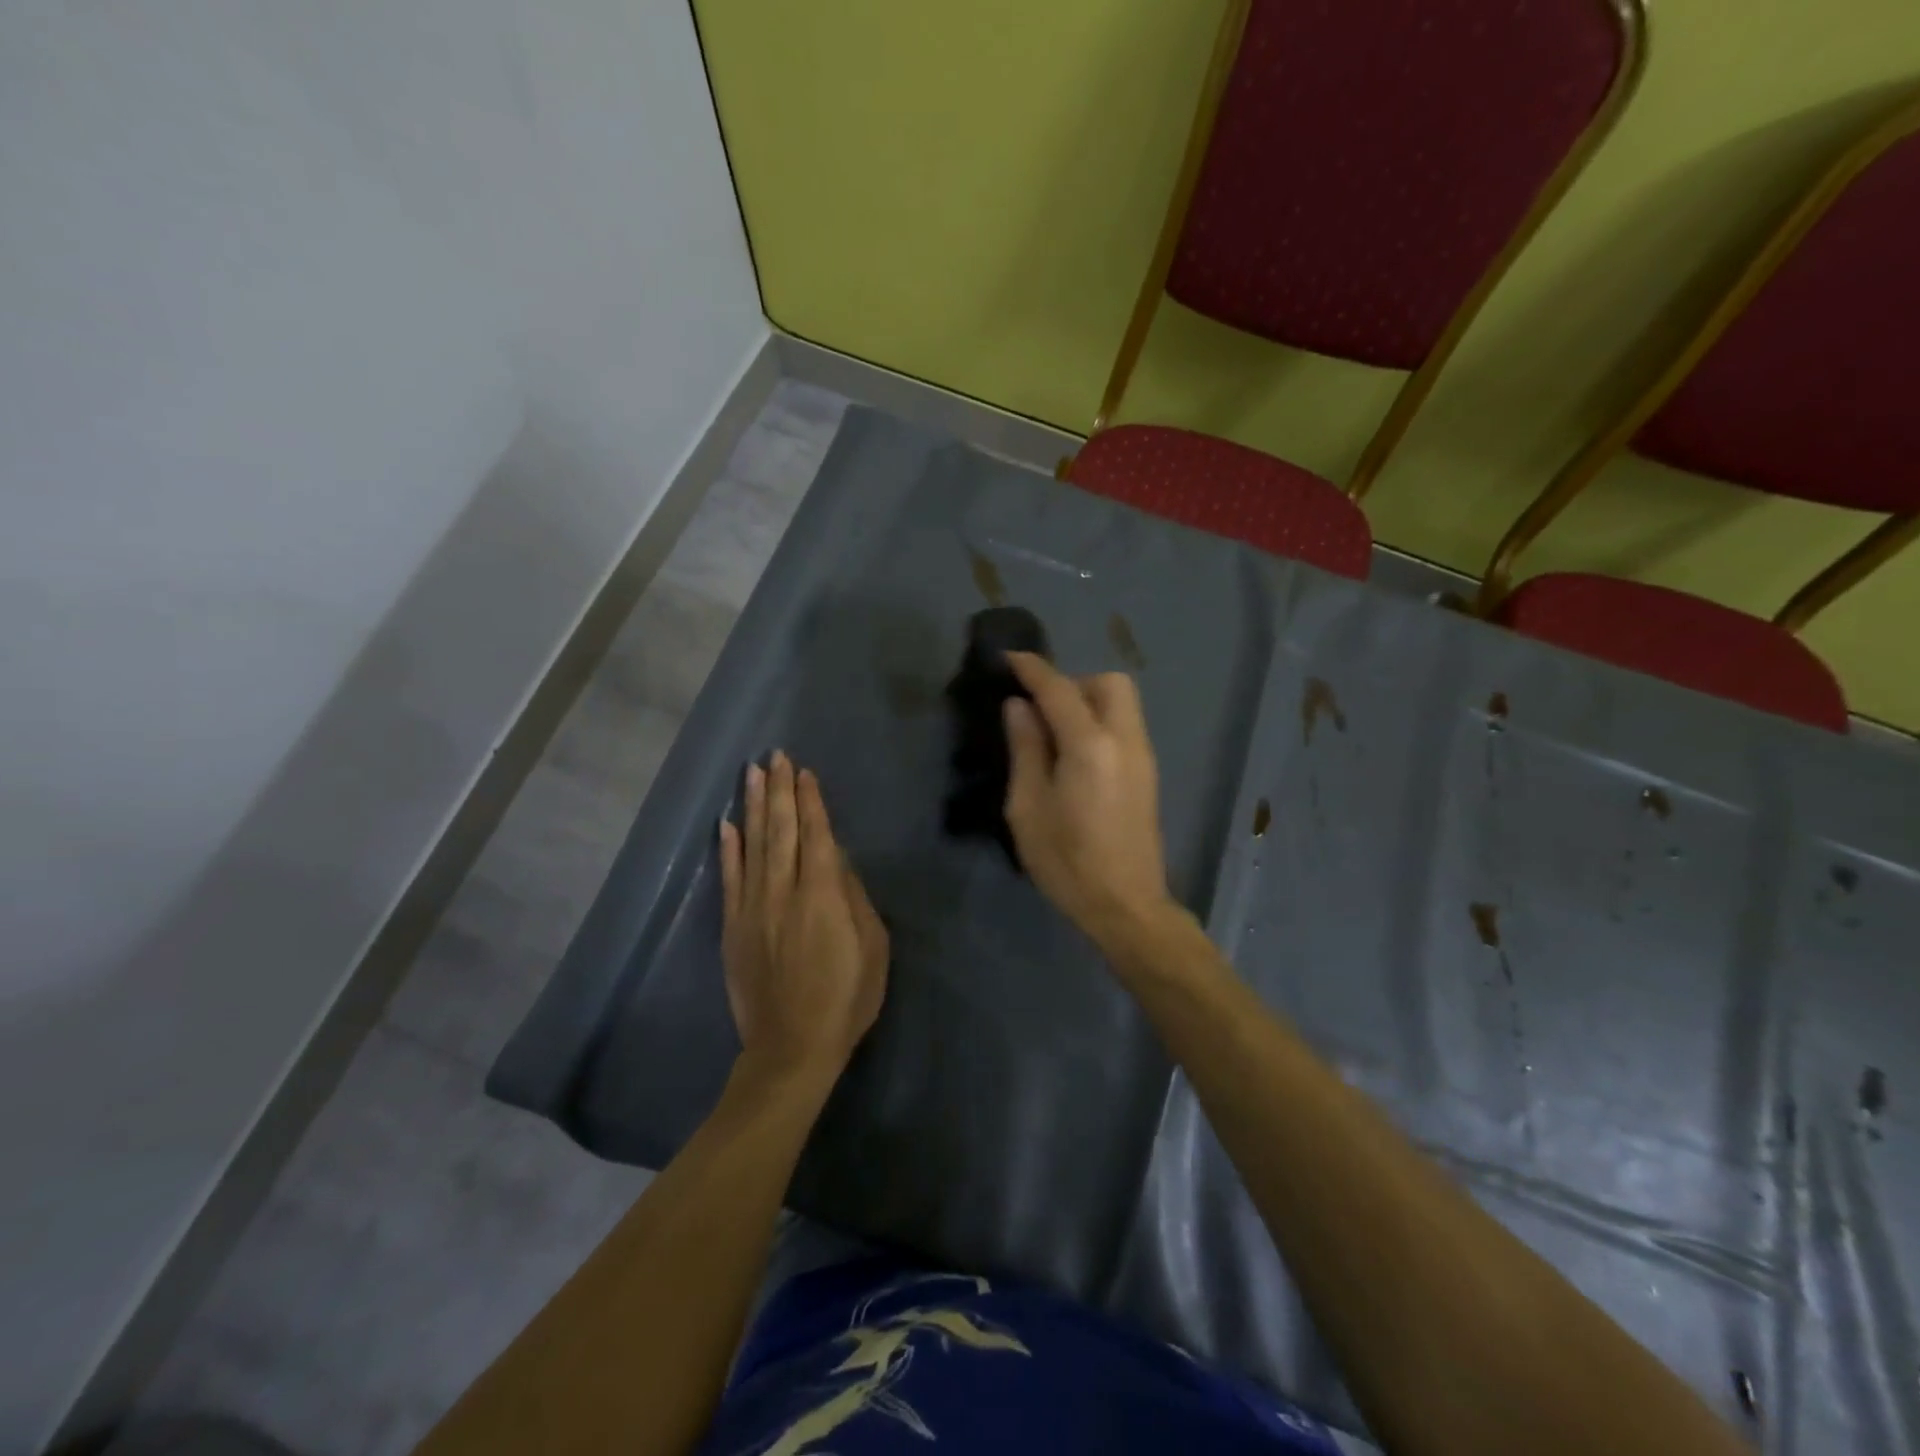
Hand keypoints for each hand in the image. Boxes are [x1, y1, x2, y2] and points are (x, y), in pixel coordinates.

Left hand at [719, 752, 889, 1084]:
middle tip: (774, 756)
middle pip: (780, 830)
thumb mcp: (873, 949)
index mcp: (822, 895)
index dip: (810, 801)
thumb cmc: (845, 999)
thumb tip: (837, 862)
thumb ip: (855, 899)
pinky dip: (727, 849)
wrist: (791, 1049)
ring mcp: (752, 908)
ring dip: (753, 806)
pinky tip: (726, 824)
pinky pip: (729, 879)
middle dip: (779, 790)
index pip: (815, 834)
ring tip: (752, 774)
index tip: (804, 771)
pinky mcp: (732, 928)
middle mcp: (783, 891)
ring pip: (752, 845)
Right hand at [1002, 653, 1173, 947]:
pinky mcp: (1148, 773)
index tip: (1008, 658)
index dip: (1032, 668)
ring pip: (1122, 702)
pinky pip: (1125, 725)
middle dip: (1071, 682)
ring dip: (1088, 700)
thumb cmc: (1067, 862)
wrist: (1127, 905)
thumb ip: (1025, 749)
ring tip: (1054, 733)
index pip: (1059, 689)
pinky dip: (1100, 721)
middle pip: (1107, 682)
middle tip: (1039, 710)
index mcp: (1090, 746)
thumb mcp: (1028, 808)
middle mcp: (1125, 739)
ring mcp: (1143, 755)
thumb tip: (1019, 707)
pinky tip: (1075, 754)